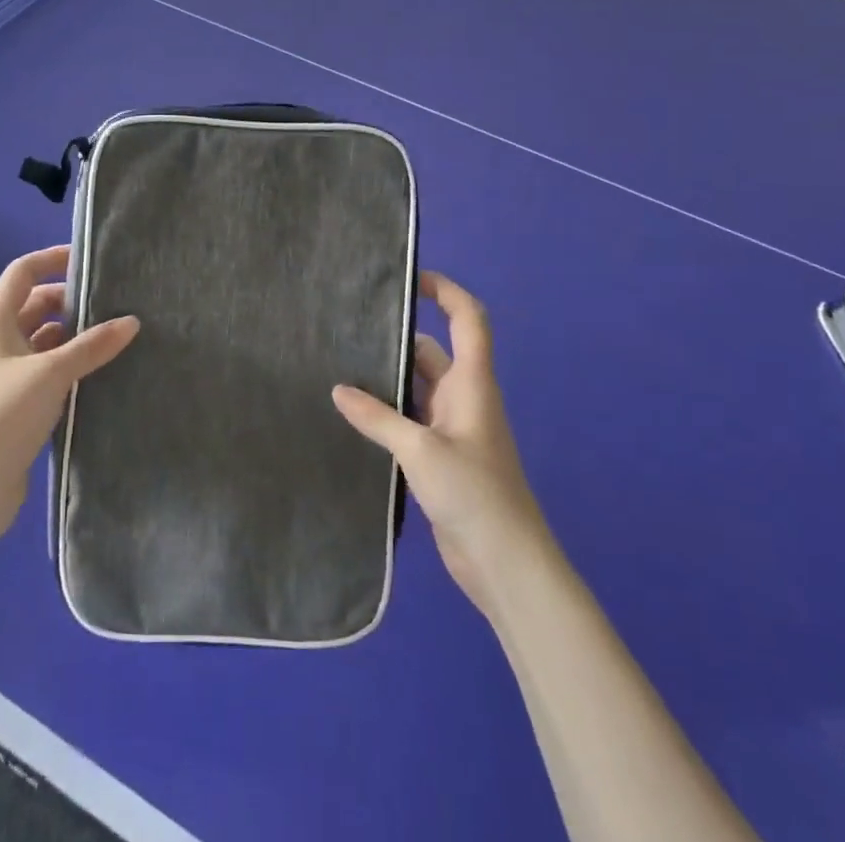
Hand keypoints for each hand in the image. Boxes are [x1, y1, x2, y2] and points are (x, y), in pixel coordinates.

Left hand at [0, 246, 139, 550]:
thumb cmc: (0, 414)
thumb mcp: (50, 373)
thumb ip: (92, 346)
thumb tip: (131, 321)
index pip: (23, 272)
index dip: (53, 260)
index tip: (90, 259)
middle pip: (36, 305)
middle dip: (71, 301)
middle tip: (114, 302)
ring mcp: (5, 375)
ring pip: (44, 341)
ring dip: (74, 337)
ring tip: (117, 335)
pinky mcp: (16, 406)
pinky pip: (48, 373)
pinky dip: (71, 367)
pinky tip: (101, 372)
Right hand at [333, 270, 545, 616]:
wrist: (506, 565)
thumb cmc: (474, 494)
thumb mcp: (420, 450)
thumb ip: (378, 418)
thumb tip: (338, 389)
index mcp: (472, 384)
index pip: (468, 320)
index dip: (446, 291)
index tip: (409, 278)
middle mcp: (464, 398)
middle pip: (432, 351)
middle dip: (398, 337)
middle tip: (349, 327)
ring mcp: (452, 429)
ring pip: (418, 387)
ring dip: (388, 379)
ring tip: (340, 365)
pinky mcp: (440, 457)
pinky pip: (411, 419)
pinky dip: (388, 412)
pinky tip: (354, 415)